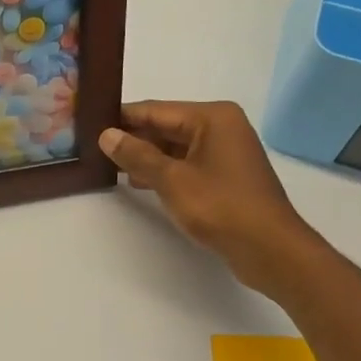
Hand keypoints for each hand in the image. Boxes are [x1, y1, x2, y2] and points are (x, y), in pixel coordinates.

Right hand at [101, 100, 313, 295]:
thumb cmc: (221, 207)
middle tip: (96, 148)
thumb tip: (106, 135)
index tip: (91, 124)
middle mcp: (222, 127)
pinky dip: (165, 170)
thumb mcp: (171, 180)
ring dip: (147, 156)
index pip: (156, 110)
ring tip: (111, 167)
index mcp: (212, 117)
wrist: (270, 249)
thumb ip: (137, 155)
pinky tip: (140, 182)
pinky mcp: (226, 175)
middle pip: (166, 126)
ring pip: (176, 147)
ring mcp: (226, 151)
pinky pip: (188, 163)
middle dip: (134, 138)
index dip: (123, 118)